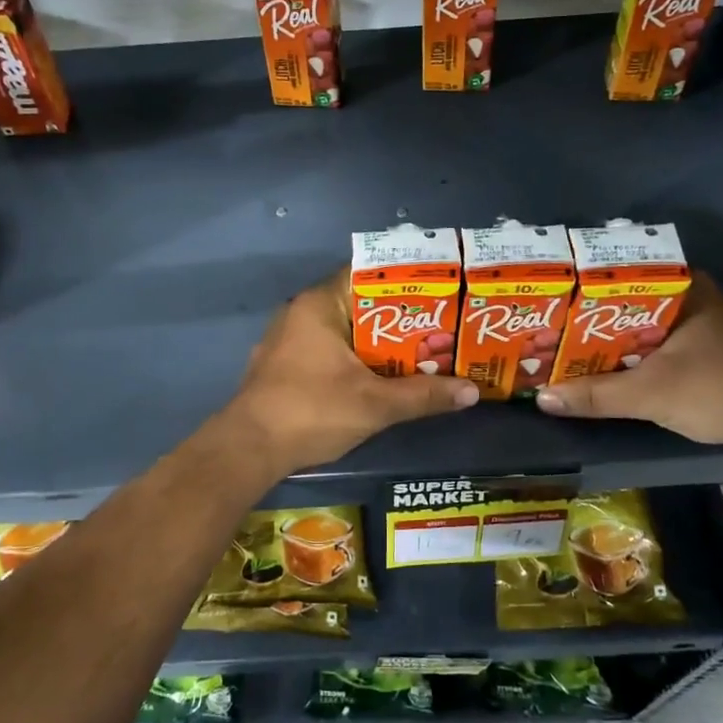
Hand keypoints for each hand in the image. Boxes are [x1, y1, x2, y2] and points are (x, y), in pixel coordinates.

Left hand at [227, 270, 478, 472]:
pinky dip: (354, 357)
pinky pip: (327, 349)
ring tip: (420, 351)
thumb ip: (424, 395)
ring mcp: (288, 339)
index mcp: (320, 304)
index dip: (405, 281)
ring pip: (343, 330)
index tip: (438, 291)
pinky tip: (380, 376)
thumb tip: (473, 391)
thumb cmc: (312, 411)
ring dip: (377, 341)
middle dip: (398, 317)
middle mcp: (301, 312)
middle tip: (439, 327)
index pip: (367, 273)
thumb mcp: (375, 404)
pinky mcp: (283, 364)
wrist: (249, 449)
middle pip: (359, 303)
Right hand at [534, 279, 722, 448]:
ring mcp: (710, 323)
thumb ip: (594, 395)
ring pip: (648, 324)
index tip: (553, 302)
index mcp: (682, 287)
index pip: (620, 275)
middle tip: (556, 329)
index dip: (583, 289)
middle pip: (631, 302)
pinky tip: (617, 368)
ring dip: (617, 339)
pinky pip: (665, 342)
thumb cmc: (717, 388)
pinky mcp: (718, 351)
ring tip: (575, 349)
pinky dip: (640, 353)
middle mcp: (696, 296)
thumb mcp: (648, 393)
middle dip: (595, 318)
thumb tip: (542, 398)